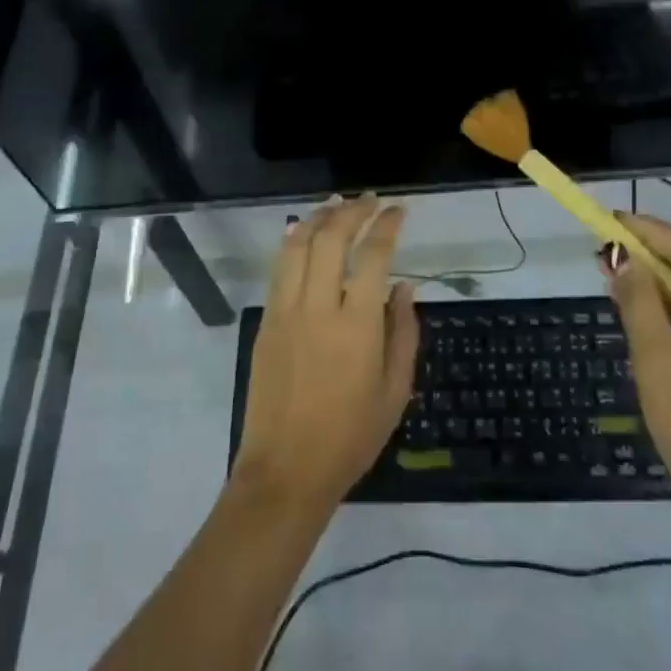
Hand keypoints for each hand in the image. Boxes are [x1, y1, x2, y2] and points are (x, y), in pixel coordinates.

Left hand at [233, 195, 419, 515]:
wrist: (286, 470)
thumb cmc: (351, 437)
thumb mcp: (395, 391)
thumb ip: (403, 332)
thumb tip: (405, 287)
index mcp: (357, 326)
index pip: (374, 256)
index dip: (387, 226)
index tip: (398, 210)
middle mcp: (318, 308)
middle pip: (331, 238)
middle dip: (352, 211)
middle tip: (369, 200)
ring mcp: (286, 312)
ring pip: (298, 246)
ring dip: (318, 218)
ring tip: (336, 204)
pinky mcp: (266, 322)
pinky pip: (279, 269)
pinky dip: (292, 242)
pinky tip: (303, 232)